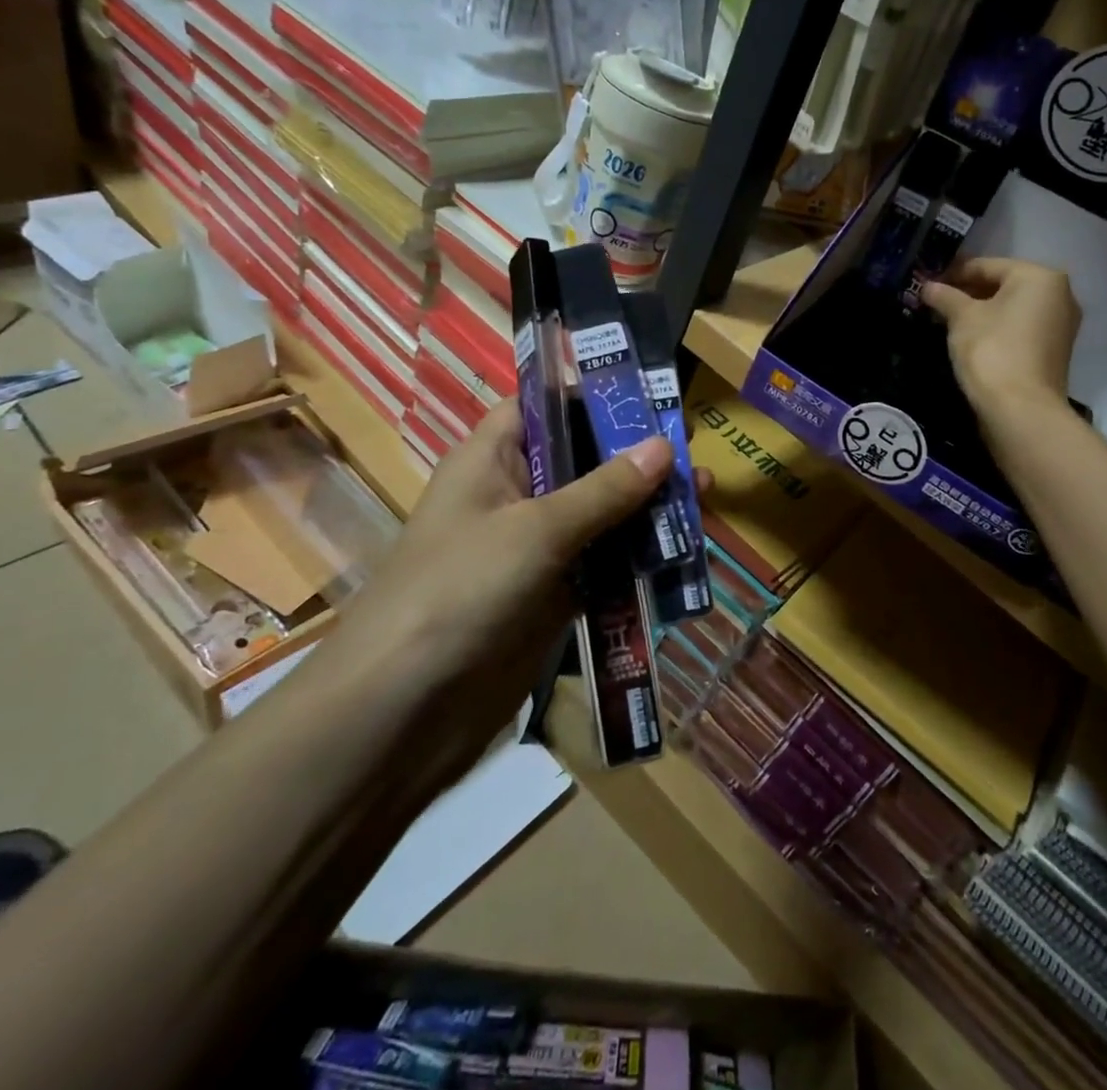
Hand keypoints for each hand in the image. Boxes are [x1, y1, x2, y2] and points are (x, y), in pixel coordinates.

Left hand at [338, 400, 672, 738]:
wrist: (401, 712)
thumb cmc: (459, 591)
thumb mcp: (536, 530)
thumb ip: (603, 490)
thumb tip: (664, 446)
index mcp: (491, 459)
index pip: (543, 405)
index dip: (591, 393)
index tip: (649, 394)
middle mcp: (513, 495)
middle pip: (581, 459)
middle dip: (635, 453)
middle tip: (694, 447)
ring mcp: (533, 549)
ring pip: (599, 513)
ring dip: (646, 506)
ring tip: (705, 493)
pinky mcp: (550, 596)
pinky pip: (602, 564)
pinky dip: (638, 557)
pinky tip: (683, 550)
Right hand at [921, 257, 1080, 420]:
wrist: (1021, 410)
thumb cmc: (992, 350)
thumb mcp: (962, 318)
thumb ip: (945, 296)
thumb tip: (927, 286)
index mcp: (1040, 277)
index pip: (986, 266)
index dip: (952, 273)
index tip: (926, 283)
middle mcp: (1059, 295)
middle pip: (1002, 285)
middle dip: (967, 293)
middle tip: (934, 302)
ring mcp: (1060, 325)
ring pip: (1011, 308)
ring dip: (980, 312)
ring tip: (946, 320)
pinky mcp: (1054, 351)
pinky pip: (1019, 329)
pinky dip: (996, 329)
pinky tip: (970, 339)